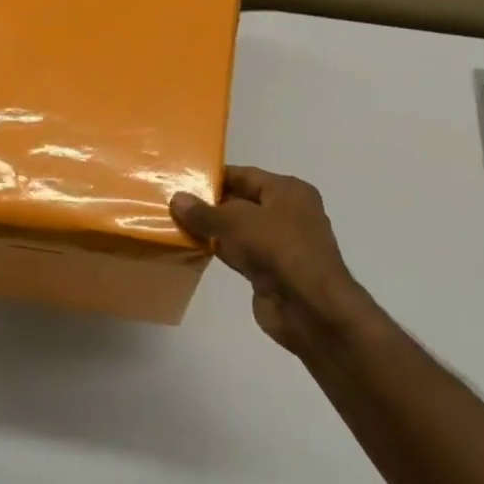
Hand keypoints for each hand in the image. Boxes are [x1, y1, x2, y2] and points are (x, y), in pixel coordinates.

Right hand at [171, 167, 378, 359]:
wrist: (310, 307)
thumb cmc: (279, 249)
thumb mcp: (237, 222)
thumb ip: (205, 212)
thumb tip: (176, 200)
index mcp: (288, 191)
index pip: (245, 175)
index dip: (214, 177)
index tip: (182, 178)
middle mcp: (287, 213)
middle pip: (241, 202)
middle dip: (209, 203)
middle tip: (173, 202)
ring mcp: (279, 244)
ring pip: (238, 230)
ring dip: (212, 229)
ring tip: (175, 223)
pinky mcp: (269, 270)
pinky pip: (239, 253)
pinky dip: (219, 251)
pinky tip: (193, 248)